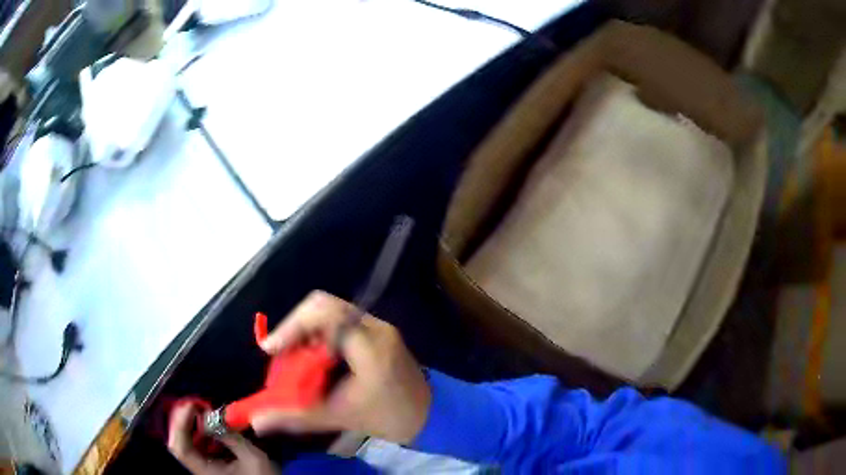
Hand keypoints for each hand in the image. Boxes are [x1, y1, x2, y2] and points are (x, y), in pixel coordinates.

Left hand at [168, 402, 277, 474]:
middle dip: (184, 420)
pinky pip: (196, 447)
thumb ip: (233, 437)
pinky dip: (200, 434)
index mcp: (205, 471)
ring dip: (192, 425)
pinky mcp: (208, 466)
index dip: (180, 424)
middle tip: (196, 405)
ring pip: (186, 443)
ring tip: (204, 412)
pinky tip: (211, 427)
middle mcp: (198, 469)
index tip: (191, 406)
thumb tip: (215, 418)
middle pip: (179, 442)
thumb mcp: (253, 459)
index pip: (180, 447)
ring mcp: (202, 467)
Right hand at [253, 291, 430, 444]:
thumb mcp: (339, 416)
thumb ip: (296, 416)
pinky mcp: (377, 331)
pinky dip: (320, 335)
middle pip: (324, 306)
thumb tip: (258, 421)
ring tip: (293, 359)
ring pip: (330, 312)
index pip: (324, 314)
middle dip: (295, 328)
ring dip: (306, 331)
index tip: (271, 349)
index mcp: (369, 344)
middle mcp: (374, 326)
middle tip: (280, 354)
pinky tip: (314, 359)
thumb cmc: (388, 417)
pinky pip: (341, 321)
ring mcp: (378, 326)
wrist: (430, 415)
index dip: (291, 326)